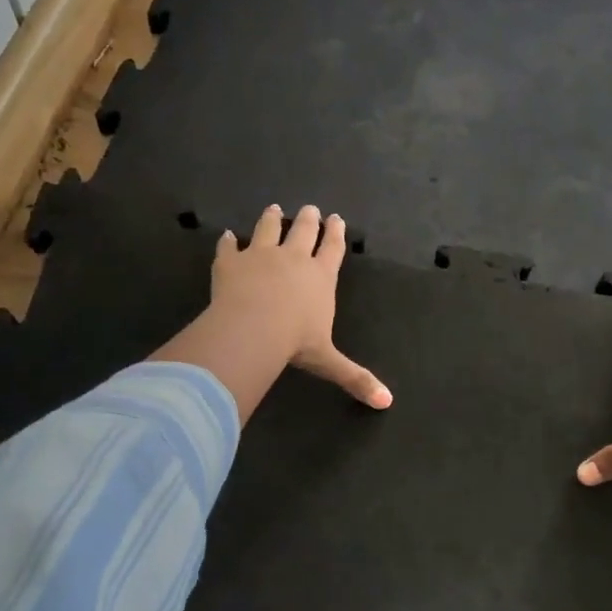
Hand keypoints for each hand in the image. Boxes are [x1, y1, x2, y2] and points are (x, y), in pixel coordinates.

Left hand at [211, 204, 391, 408]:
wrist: (252, 329)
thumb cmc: (295, 342)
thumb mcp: (328, 362)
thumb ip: (355, 377)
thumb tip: (386, 402)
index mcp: (320, 277)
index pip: (333, 249)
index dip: (336, 234)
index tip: (337, 219)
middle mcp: (293, 259)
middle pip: (303, 231)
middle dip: (309, 219)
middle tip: (310, 208)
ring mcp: (260, 255)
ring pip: (268, 230)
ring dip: (271, 219)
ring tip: (273, 209)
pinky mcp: (231, 262)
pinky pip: (228, 247)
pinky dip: (227, 242)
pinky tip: (225, 236)